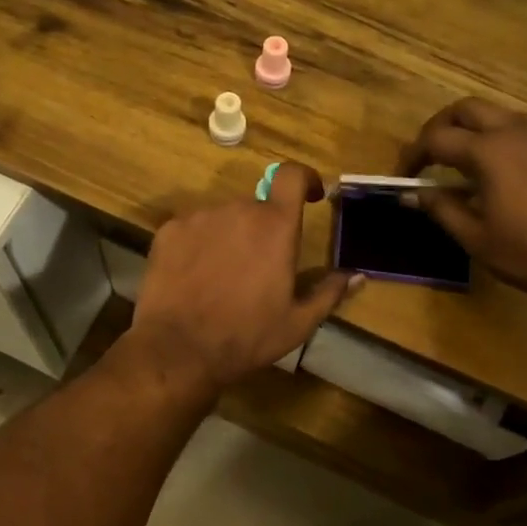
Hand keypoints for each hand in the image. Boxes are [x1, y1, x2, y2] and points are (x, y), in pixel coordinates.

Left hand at [129, 163, 358, 395]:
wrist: (179, 349)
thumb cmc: (247, 336)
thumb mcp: (298, 323)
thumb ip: (329, 293)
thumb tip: (357, 276)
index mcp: (275, 226)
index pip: (292, 176)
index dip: (304, 178)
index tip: (310, 195)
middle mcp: (238, 210)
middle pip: (257, 206)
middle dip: (263, 229)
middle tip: (259, 268)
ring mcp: (199, 217)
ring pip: (223, 218)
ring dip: (230, 237)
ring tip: (223, 278)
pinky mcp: (169, 230)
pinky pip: (192, 228)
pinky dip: (198, 245)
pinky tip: (194, 278)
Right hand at [397, 98, 526, 304]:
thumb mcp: (477, 238)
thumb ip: (441, 209)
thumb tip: (411, 194)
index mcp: (489, 151)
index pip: (436, 138)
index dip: (413, 155)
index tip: (404, 177)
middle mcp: (515, 130)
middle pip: (465, 109)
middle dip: (440, 127)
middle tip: (429, 157)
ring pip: (496, 114)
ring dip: (471, 131)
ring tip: (462, 167)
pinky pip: (521, 129)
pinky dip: (499, 139)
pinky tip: (501, 174)